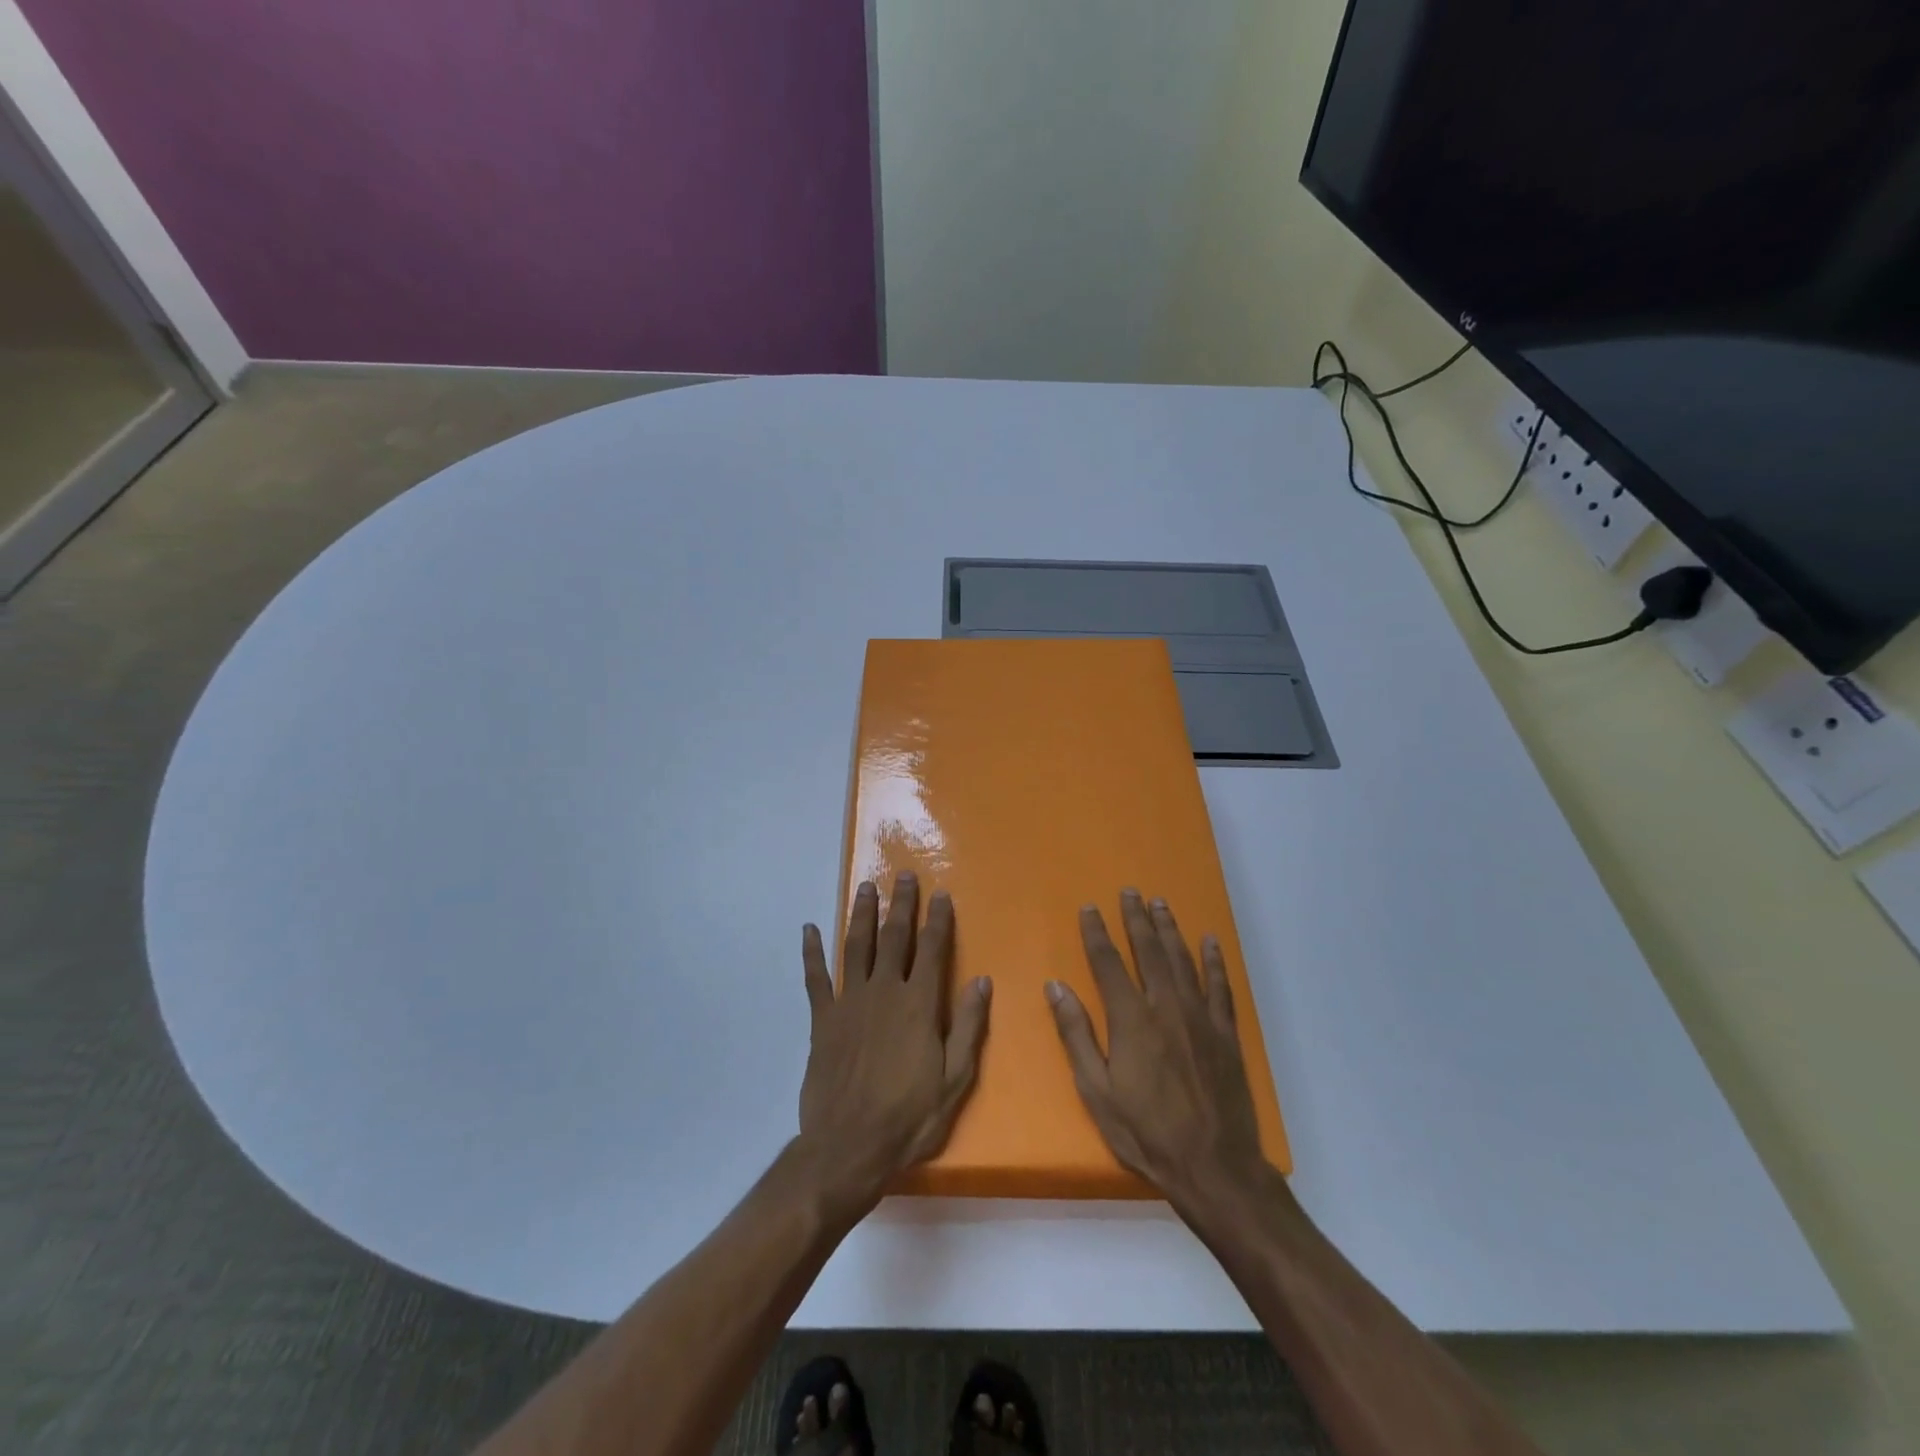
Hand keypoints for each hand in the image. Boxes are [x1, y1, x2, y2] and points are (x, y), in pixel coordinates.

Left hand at [796, 872, 991, 1215]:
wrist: (848, 1147)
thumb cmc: (909, 1118)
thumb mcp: (955, 1080)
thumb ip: (969, 1027)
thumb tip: (982, 980)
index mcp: (918, 1005)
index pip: (932, 950)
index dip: (938, 920)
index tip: (941, 894)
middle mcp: (884, 992)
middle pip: (894, 938)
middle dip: (900, 904)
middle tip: (903, 875)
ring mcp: (849, 1003)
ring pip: (856, 947)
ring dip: (862, 914)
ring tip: (866, 887)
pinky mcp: (822, 1020)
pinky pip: (816, 978)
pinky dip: (812, 953)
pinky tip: (810, 929)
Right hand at [1045, 889, 1267, 1211]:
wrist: (1214, 1166)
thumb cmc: (1145, 1132)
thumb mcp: (1096, 1091)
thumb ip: (1076, 1035)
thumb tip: (1055, 987)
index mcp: (1131, 1019)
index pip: (1108, 963)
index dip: (1097, 933)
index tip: (1090, 908)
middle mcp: (1166, 1006)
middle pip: (1148, 951)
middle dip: (1136, 919)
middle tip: (1130, 891)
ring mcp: (1200, 1017)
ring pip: (1182, 960)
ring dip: (1169, 929)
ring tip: (1160, 904)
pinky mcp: (1226, 1033)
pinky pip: (1220, 986)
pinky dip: (1214, 961)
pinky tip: (1210, 942)